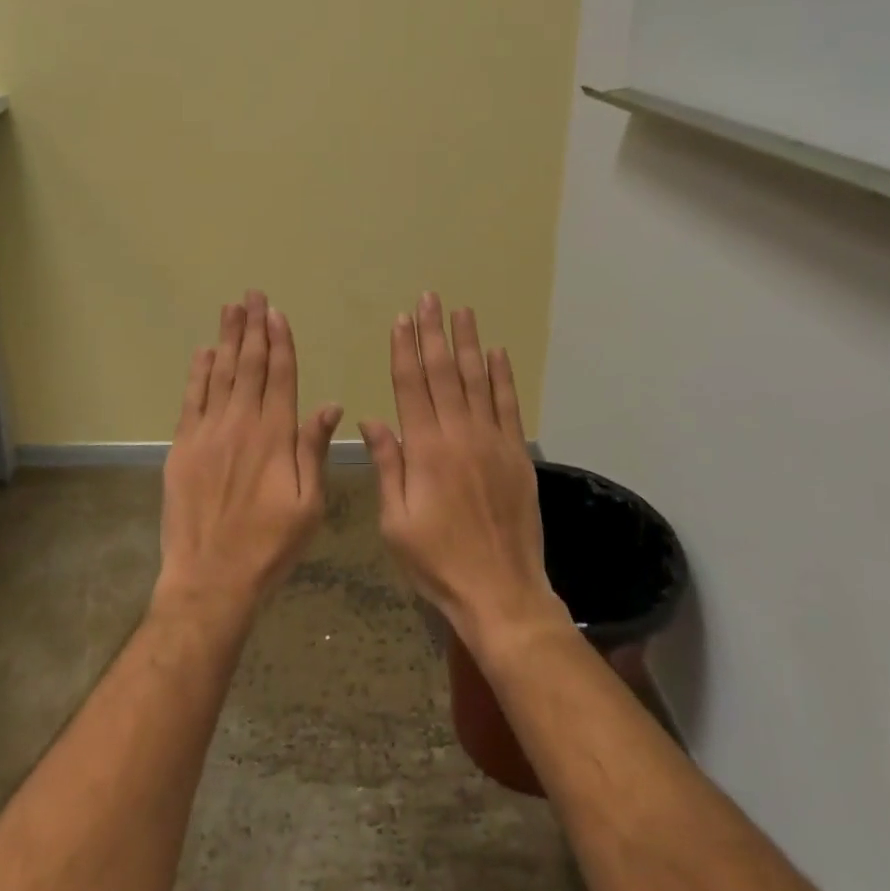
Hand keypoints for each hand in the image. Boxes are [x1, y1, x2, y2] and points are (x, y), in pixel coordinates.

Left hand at [156, 291, 341, 621]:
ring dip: (226, 339)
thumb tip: (329, 405)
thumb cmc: (270, 545)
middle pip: (248, 365)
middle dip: (253, 328)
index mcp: (275, 436)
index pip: (280, 376)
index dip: (280, 342)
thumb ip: (314, 450)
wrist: (211, 578)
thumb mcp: (309, 504)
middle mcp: (241, 424)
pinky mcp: (182, 447)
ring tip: (231, 308)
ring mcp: (208, 433)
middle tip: (252, 295)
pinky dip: (198, 373)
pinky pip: (191, 399)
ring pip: (219, 374)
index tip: (277, 313)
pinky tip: (203, 351)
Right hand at [361, 293, 569, 652]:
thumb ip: (387, 465)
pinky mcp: (517, 454)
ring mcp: (492, 441)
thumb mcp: (395, 521)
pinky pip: (509, 406)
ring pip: (477, 381)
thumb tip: (371, 419)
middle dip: (433, 333)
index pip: (411, 386)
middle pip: (443, 373)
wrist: (500, 591)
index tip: (401, 319)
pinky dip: (503, 377)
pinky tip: (498, 353)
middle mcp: (459, 435)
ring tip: (461, 311)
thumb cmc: (437, 561)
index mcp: (424, 450)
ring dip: (467, 343)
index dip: (404, 349)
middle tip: (430, 298)